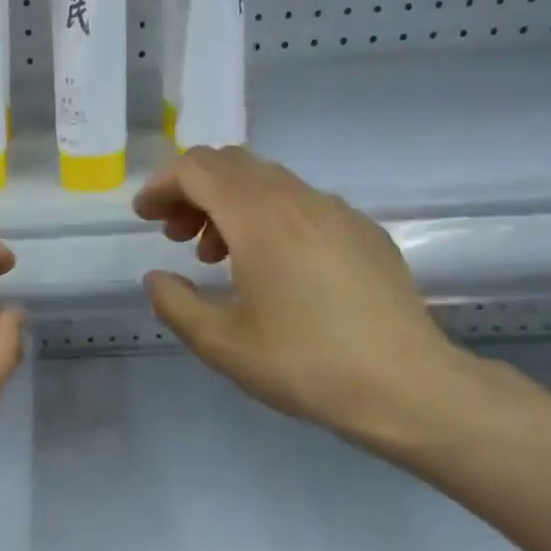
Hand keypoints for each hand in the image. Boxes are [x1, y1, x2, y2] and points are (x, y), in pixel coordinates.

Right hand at [132, 146, 465, 450]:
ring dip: (229, 205)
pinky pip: (302, 204)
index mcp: (260, 219)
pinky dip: (268, 217)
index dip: (163, 185)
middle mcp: (299, 200)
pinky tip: (270, 267)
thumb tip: (157, 279)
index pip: (199, 169)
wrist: (405, 385)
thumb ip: (175, 304)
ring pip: (269, 182)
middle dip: (193, 191)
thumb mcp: (221, 344)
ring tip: (216, 256)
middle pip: (233, 165)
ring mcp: (338, 212)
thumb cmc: (304, 364)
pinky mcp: (363, 232)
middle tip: (175, 236)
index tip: (145, 217)